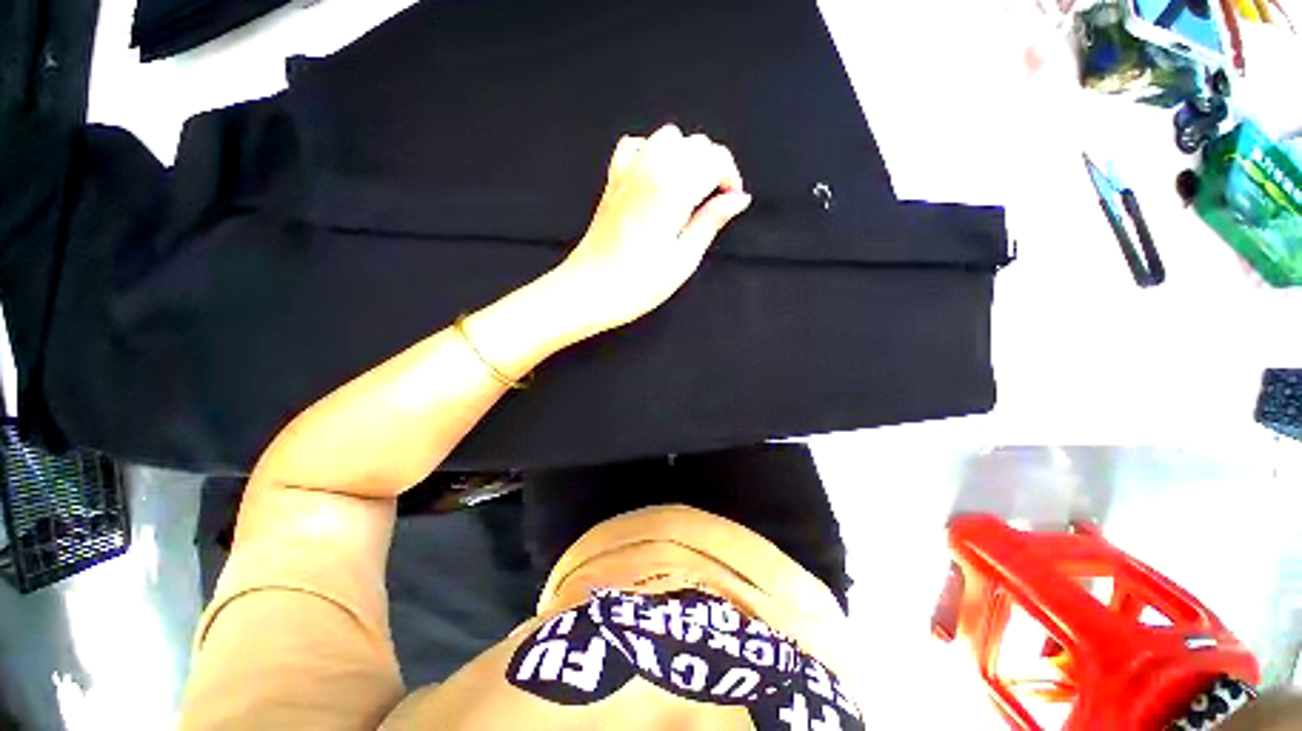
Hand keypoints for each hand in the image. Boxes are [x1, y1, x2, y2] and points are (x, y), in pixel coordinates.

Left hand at [552, 125, 751, 336]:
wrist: (590, 289)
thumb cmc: (639, 283)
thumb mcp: (684, 258)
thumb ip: (711, 221)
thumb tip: (739, 198)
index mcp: (673, 188)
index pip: (715, 158)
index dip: (730, 178)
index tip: (729, 205)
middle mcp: (651, 168)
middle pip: (695, 143)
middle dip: (711, 167)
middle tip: (709, 205)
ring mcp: (628, 170)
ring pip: (668, 137)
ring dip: (685, 157)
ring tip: (686, 192)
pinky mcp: (613, 178)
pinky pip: (637, 145)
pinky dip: (653, 154)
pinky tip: (656, 179)